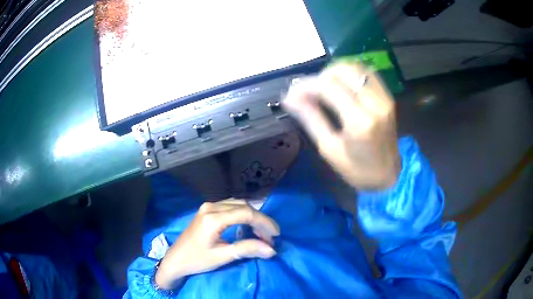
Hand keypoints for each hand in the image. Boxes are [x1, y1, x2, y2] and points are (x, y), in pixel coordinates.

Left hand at [155, 199, 279, 289]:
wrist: (176, 259)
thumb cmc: (197, 260)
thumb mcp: (222, 256)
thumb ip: (247, 250)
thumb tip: (271, 250)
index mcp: (213, 218)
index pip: (246, 213)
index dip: (264, 223)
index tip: (276, 236)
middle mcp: (211, 206)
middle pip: (243, 206)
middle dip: (260, 220)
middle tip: (269, 237)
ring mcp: (208, 206)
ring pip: (238, 204)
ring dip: (252, 217)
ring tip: (261, 233)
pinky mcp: (207, 210)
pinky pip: (230, 207)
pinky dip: (243, 215)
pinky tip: (247, 227)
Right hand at [283, 62, 400, 189]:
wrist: (389, 176)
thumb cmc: (357, 170)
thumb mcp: (329, 149)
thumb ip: (311, 119)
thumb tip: (289, 99)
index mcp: (359, 122)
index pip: (328, 87)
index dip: (306, 85)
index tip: (291, 93)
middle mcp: (374, 104)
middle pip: (342, 71)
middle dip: (320, 76)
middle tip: (308, 91)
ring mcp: (384, 98)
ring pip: (356, 67)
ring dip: (335, 71)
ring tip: (323, 86)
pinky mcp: (388, 97)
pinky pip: (368, 73)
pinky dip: (351, 72)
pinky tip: (341, 83)